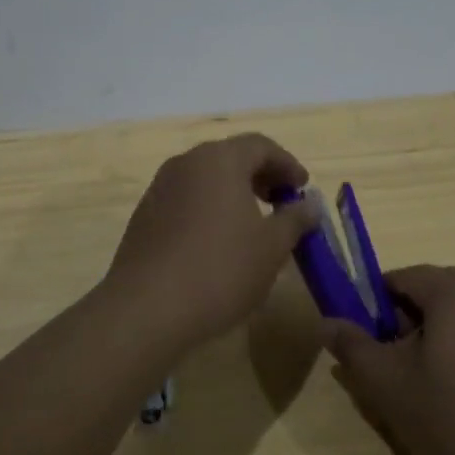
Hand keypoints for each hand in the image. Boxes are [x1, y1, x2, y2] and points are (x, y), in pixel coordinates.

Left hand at [101, 134, 317, 349]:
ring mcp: (160, 188)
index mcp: (220, 159)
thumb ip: (295, 219)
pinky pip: (186, 199)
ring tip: (253, 225)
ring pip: (206, 178)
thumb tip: (310, 204)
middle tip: (282, 203)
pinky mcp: (144, 215)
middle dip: (261, 176)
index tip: (303, 189)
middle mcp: (186, 163)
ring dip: (234, 193)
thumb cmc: (220, 269)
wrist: (146, 308)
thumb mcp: (271, 247)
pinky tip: (218, 242)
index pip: (261, 146)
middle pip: (231, 157)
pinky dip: (209, 208)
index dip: (287, 164)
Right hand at [323, 265, 454, 454]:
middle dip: (408, 327)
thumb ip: (354, 348)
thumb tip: (327, 322)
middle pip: (436, 296)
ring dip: (441, 345)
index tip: (367, 347)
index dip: (375, 307)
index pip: (401, 278)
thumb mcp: (391, 389)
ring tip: (432, 397)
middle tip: (396, 375)